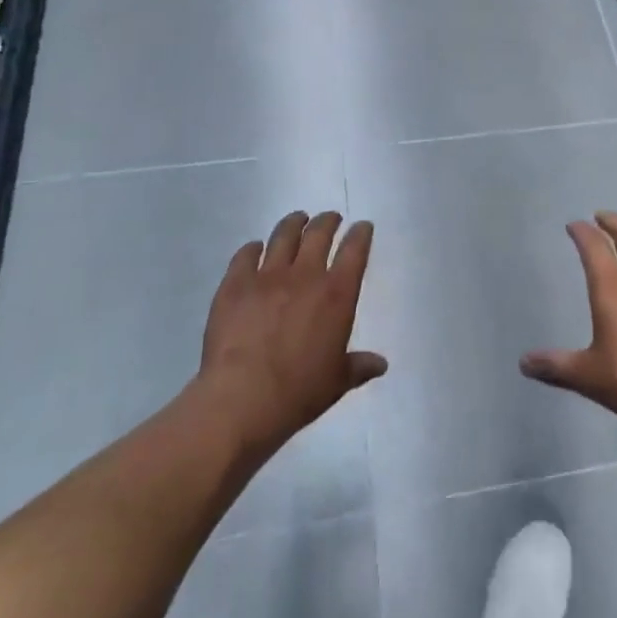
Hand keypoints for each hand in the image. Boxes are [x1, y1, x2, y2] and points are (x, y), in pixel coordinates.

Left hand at [198, 211, 386, 456]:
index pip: (355, 251)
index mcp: (336, 294)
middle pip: (319, 233)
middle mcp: (305, 275)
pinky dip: (253, 248)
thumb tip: (381, 364)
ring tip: (298, 220)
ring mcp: (267, 276)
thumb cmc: (298, 393)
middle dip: (328, 221)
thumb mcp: (336, 382)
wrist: (241, 399)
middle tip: (331, 218)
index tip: (362, 227)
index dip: (361, 234)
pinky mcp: (235, 284)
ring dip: (294, 223)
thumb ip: (358, 367)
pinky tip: (255, 248)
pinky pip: (246, 255)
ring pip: (284, 236)